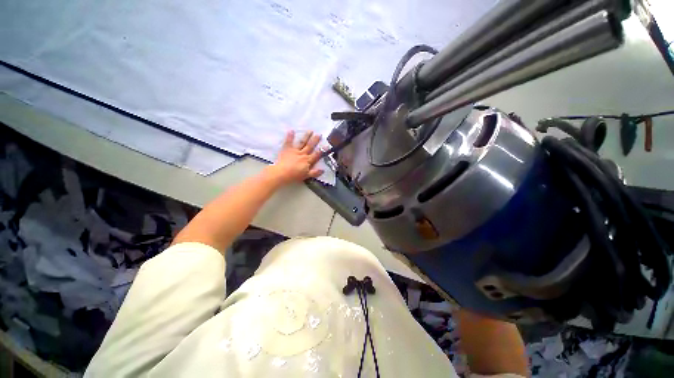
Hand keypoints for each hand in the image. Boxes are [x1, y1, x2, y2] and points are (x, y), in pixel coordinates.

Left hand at [267, 130, 323, 184]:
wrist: (282, 173)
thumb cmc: (294, 175)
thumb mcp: (306, 176)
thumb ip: (315, 172)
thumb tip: (323, 170)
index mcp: (308, 161)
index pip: (316, 155)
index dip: (322, 150)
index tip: (327, 146)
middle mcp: (303, 154)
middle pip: (310, 146)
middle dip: (315, 140)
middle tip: (319, 134)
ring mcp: (295, 151)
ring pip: (302, 143)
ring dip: (306, 136)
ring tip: (310, 131)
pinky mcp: (287, 149)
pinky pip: (289, 142)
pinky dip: (290, 136)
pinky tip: (291, 130)